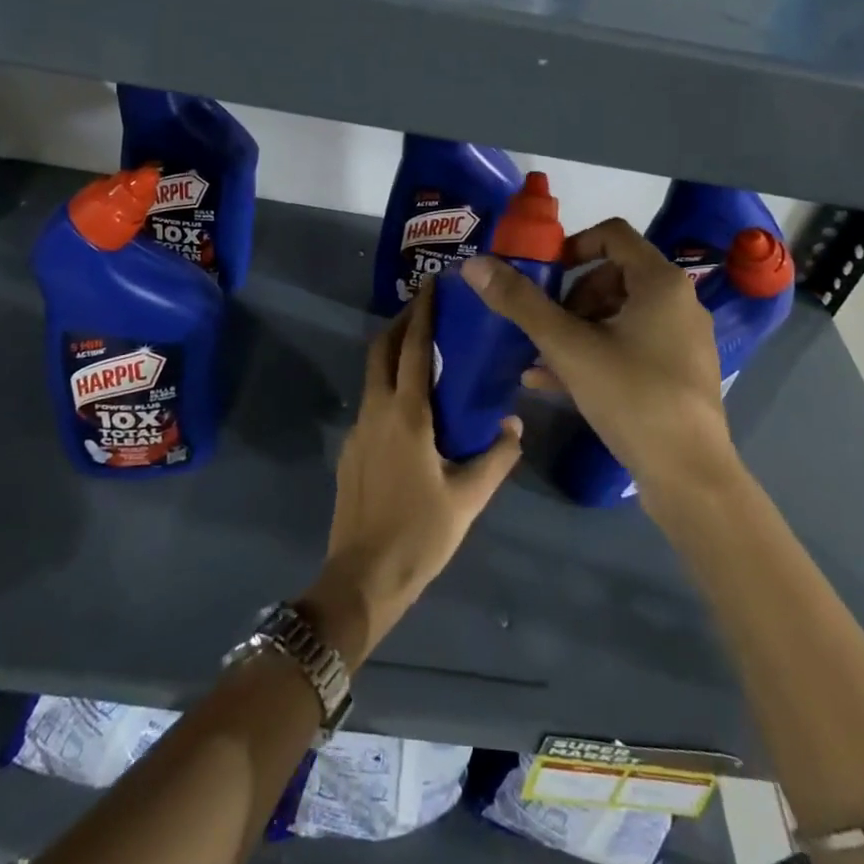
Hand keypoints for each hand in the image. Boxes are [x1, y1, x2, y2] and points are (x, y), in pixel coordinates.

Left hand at [307, 283, 520, 662]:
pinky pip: (371, 402)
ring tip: (424, 352)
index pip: (414, 348)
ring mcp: (358, 430)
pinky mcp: (350, 450)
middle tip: (426, 309)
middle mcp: (376, 411)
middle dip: (401, 323)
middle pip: (382, 350)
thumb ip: (496, 457)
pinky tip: (412, 407)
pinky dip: (389, 385)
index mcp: (406, 415)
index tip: (433, 286)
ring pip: (373, 375)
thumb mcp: (468, 498)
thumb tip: (513, 424)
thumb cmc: (420, 535)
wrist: (361, 577)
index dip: (423, 314)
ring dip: (394, 353)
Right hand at [460, 219, 738, 498]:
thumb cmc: (631, 396)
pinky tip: (551, 381)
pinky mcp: (678, 373)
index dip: (571, 246)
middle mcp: (678, 303)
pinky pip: (630, 346)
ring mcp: (682, 340)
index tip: (542, 274)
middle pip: (613, 275)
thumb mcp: (567, 347)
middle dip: (569, 296)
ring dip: (575, 328)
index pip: (612, 234)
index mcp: (660, 283)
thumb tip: (474, 264)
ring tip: (540, 356)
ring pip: (618, 315)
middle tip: (543, 322)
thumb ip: (521, 303)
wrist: (688, 476)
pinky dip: (594, 352)